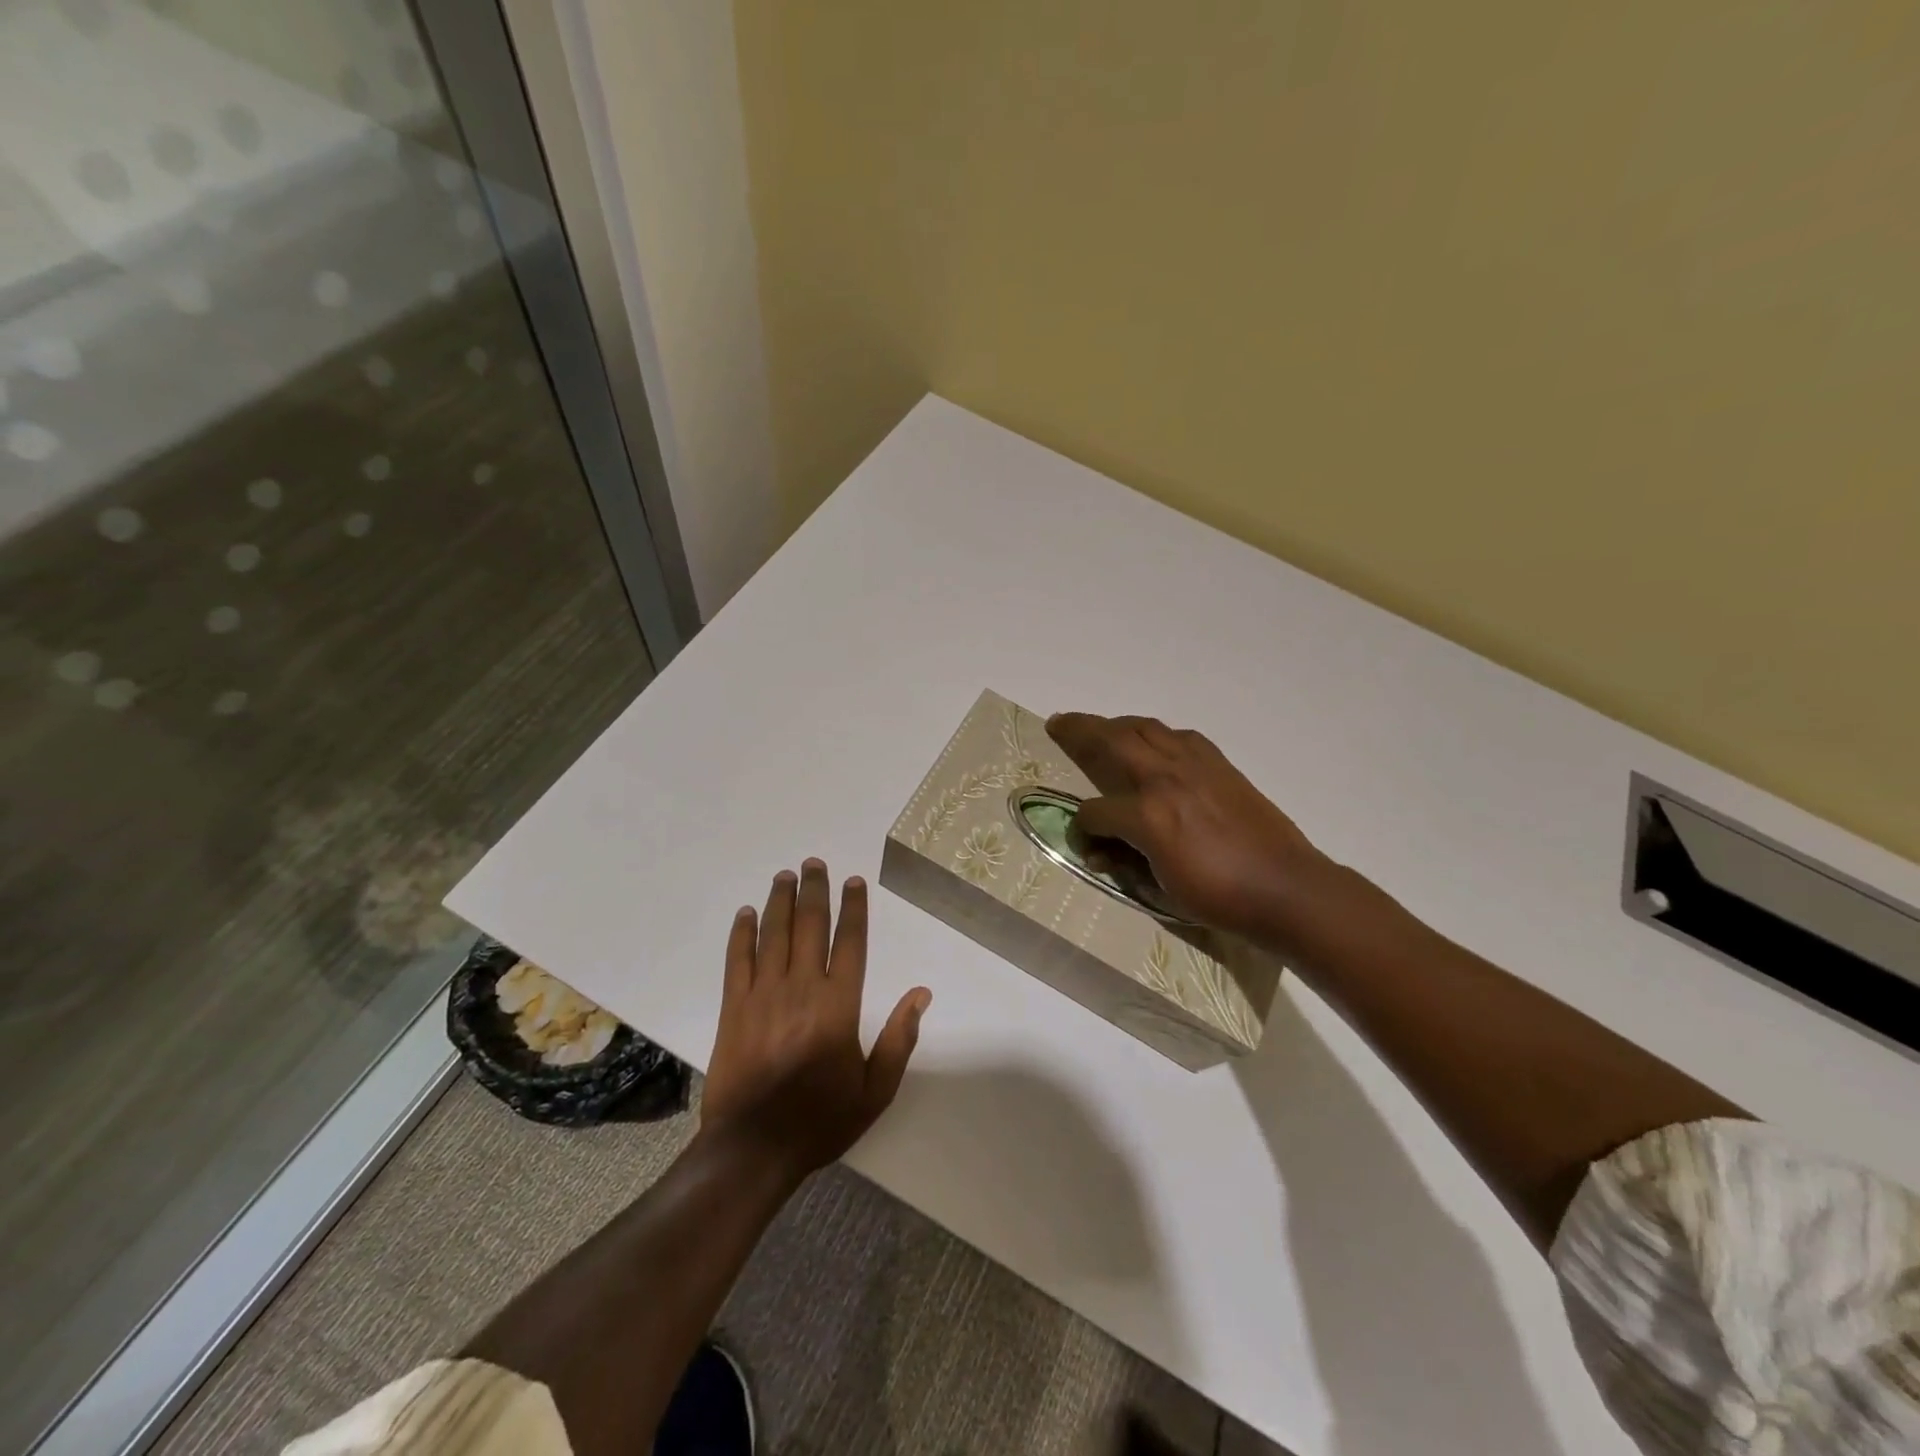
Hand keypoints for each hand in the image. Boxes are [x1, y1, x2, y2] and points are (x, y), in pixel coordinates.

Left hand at [700, 859, 930, 1181]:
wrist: (753, 1149)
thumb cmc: (820, 1120)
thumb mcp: (875, 1091)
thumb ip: (898, 1039)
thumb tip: (921, 994)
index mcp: (838, 1005)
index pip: (850, 943)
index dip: (854, 909)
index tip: (854, 882)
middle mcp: (801, 988)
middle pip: (810, 926)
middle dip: (814, 891)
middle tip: (814, 863)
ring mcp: (763, 995)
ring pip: (774, 935)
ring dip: (780, 901)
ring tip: (785, 875)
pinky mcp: (732, 1008)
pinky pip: (736, 961)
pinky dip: (741, 934)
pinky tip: (746, 913)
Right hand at [1045, 712, 1327, 942]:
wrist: (1285, 887)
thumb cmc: (1219, 897)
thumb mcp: (1160, 889)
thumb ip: (1125, 862)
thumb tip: (1101, 851)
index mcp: (1147, 816)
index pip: (1095, 811)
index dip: (1083, 829)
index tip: (1086, 843)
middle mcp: (1165, 779)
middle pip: (1111, 742)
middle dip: (1078, 731)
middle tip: (1058, 723)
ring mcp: (1194, 765)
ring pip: (1144, 728)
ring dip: (1115, 724)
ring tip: (1099, 727)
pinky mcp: (1217, 764)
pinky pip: (1177, 736)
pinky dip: (1155, 734)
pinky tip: (1152, 743)